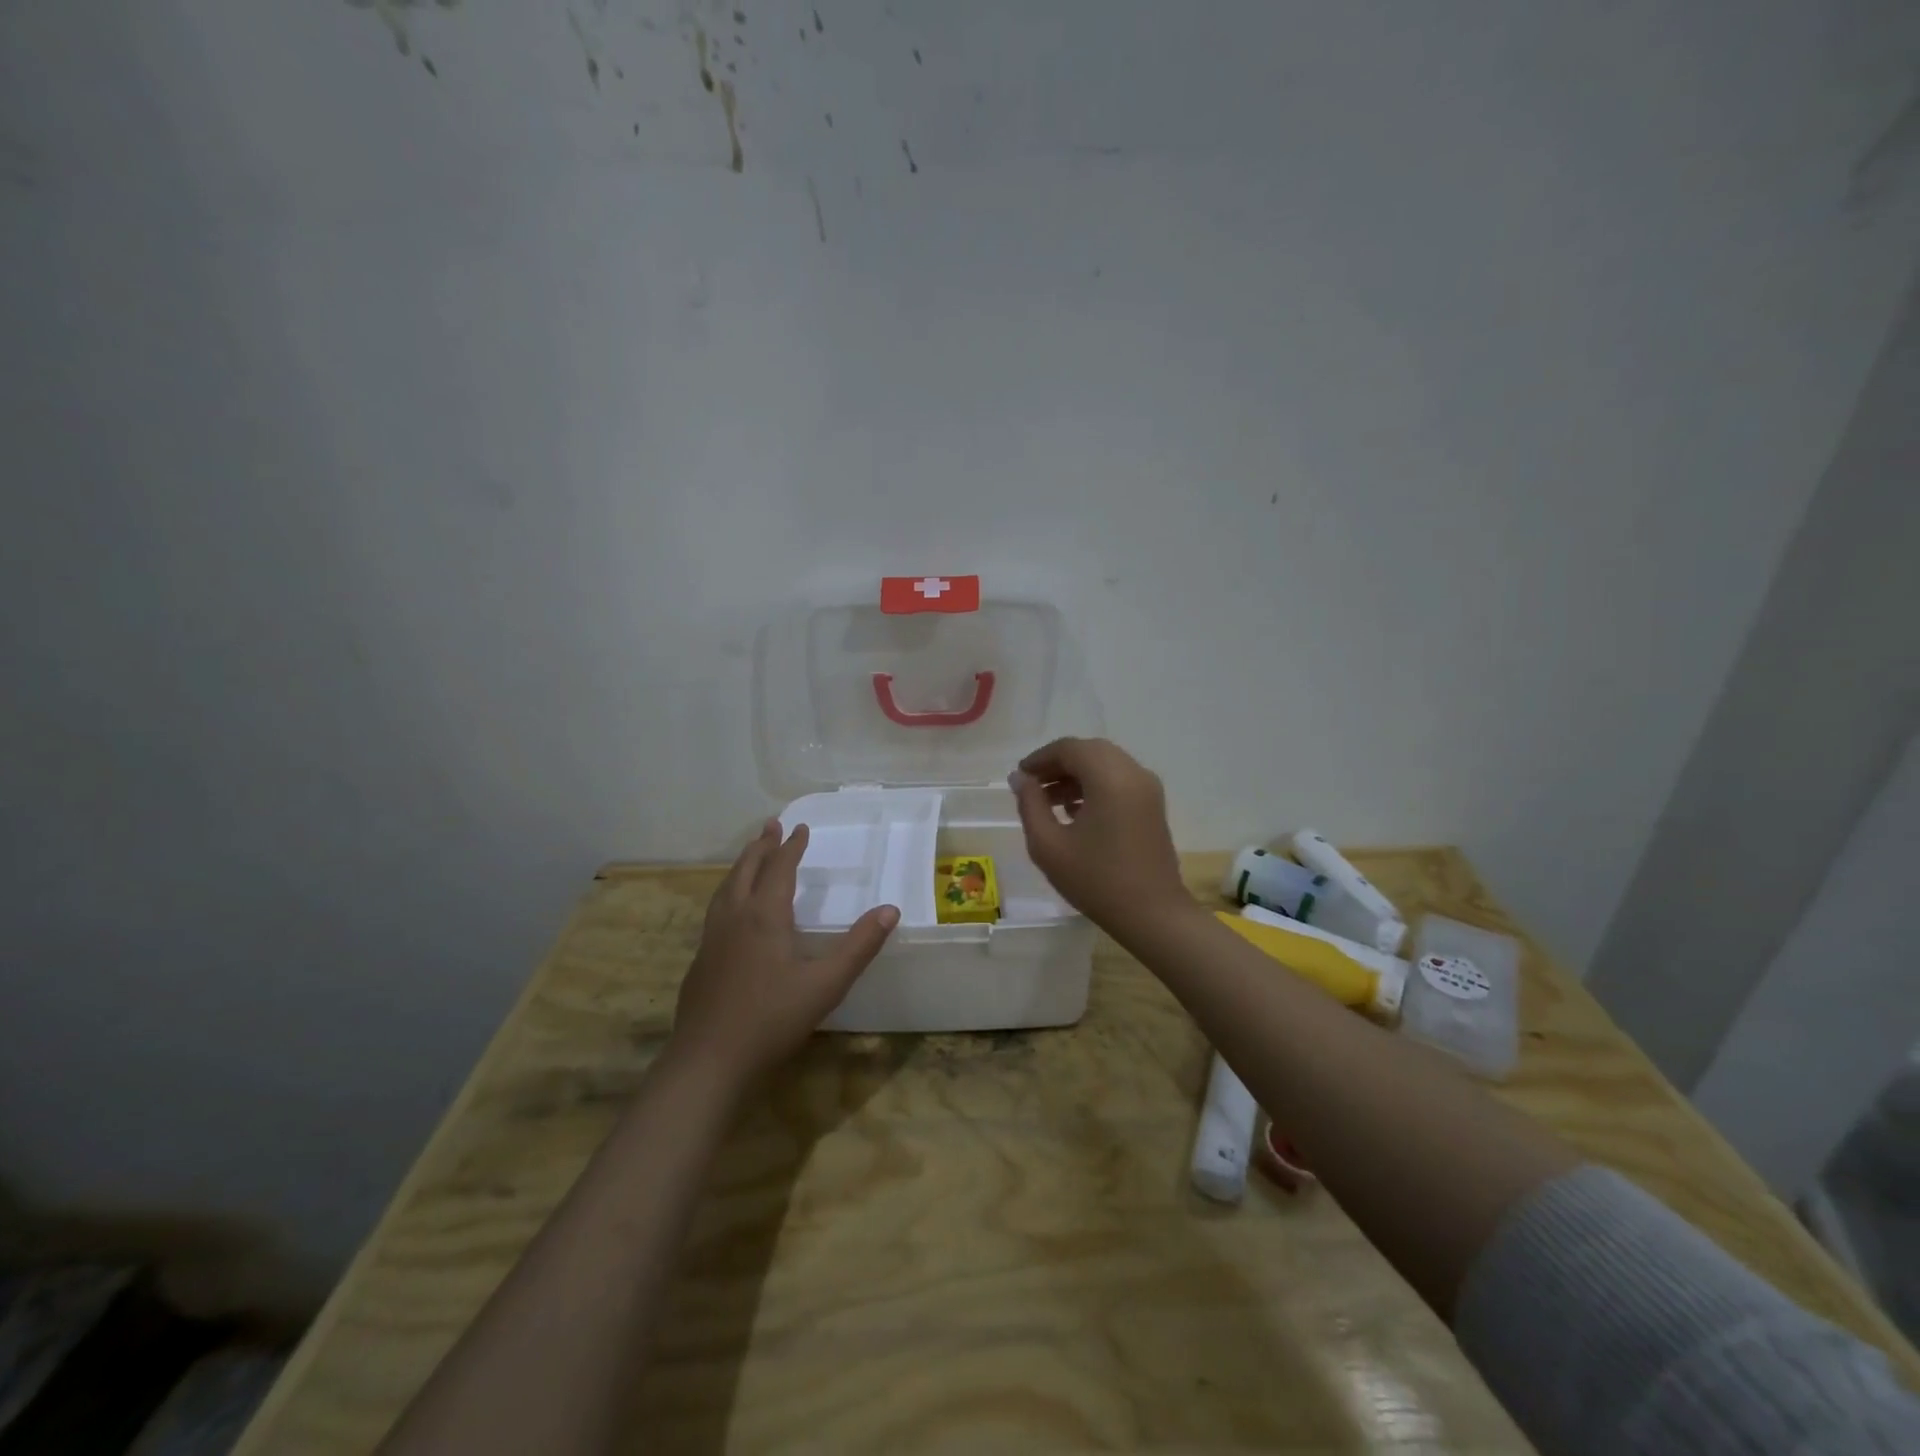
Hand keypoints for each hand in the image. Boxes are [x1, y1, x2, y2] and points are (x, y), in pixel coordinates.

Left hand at [673, 820, 898, 1088]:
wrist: (709, 1061)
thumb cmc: (772, 1019)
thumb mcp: (826, 984)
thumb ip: (859, 946)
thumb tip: (891, 910)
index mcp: (764, 916)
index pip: (779, 869)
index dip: (791, 847)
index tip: (800, 828)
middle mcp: (734, 918)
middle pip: (746, 871)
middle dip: (761, 847)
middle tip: (770, 826)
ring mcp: (712, 940)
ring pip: (725, 889)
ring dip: (741, 867)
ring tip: (749, 857)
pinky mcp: (700, 962)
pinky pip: (716, 911)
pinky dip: (728, 893)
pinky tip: (732, 912)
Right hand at [1009, 737, 1192, 938]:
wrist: (1152, 915)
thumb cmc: (1096, 881)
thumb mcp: (1049, 845)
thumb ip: (1030, 804)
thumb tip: (1020, 778)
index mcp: (1110, 778)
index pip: (1070, 748)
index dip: (1040, 758)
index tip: (1020, 777)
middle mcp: (1133, 773)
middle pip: (1089, 751)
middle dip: (1058, 764)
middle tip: (1032, 786)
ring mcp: (1148, 788)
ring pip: (1105, 764)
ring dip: (1076, 775)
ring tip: (1049, 802)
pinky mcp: (1153, 805)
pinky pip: (1119, 780)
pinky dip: (1095, 785)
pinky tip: (1075, 812)